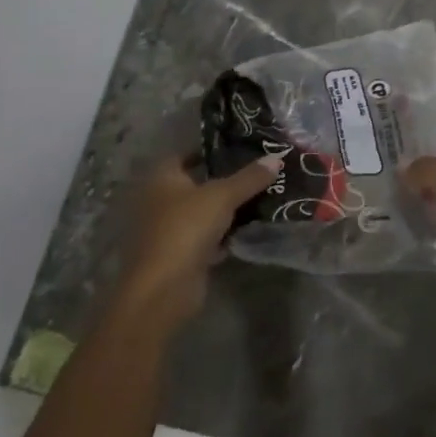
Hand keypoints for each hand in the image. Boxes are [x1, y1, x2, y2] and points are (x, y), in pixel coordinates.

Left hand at [111, 153, 282, 328]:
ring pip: (201, 212)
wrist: (164, 288)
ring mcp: (166, 230)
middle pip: (195, 184)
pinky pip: (204, 237)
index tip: (237, 148)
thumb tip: (277, 157)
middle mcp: (158, 201)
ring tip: (258, 198)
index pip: (184, 154)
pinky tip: (246, 231)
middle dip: (222, 180)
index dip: (208, 150)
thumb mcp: (223, 196)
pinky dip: (222, 235)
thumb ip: (250, 177)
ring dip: (224, 210)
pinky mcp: (178, 256)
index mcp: (162, 178)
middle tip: (256, 172)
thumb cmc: (186, 228)